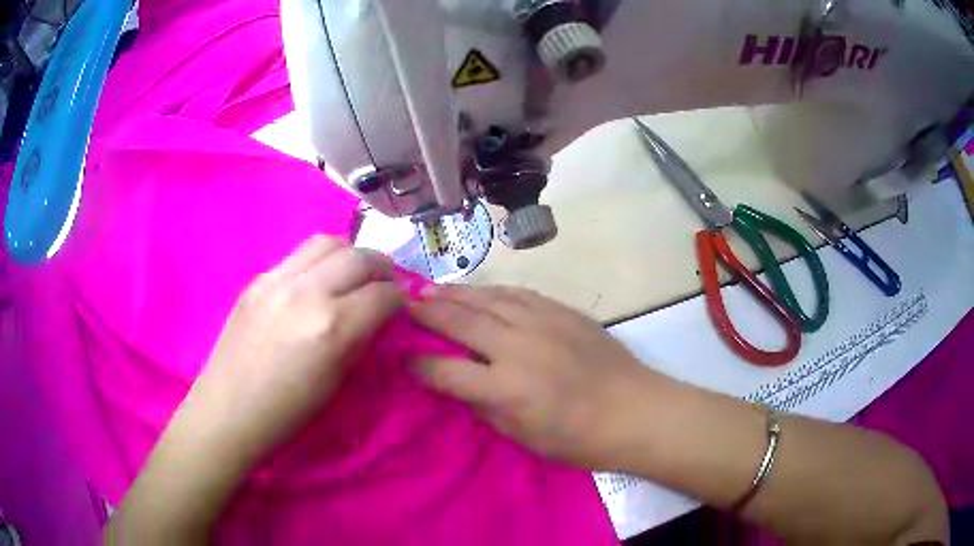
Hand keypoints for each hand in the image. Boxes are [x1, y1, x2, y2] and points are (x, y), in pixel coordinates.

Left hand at [182, 235, 405, 463]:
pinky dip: (317, 262)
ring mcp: (277, 280)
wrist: (229, 410)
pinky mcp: (257, 280)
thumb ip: (359, 339)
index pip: (383, 294)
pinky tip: (315, 283)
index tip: (402, 304)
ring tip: (352, 272)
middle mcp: (307, 292)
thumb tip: (377, 315)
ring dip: (349, 253)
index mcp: (332, 327)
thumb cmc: (287, 412)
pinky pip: (297, 256)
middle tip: (385, 282)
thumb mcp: (336, 382)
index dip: (400, 298)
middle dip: (382, 267)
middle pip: (359, 256)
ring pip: (327, 242)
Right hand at [408, 285, 659, 469]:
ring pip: (488, 298)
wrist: (634, 410)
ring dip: (456, 293)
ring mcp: (542, 323)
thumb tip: (459, 382)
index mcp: (505, 387)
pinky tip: (480, 290)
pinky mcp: (563, 311)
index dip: (419, 365)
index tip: (404, 358)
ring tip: (432, 289)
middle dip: (427, 311)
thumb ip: (484, 405)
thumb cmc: (577, 438)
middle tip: (405, 303)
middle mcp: (518, 347)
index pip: (445, 370)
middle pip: (461, 320)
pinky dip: (493, 291)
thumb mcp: (521, 436)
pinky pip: (518, 294)